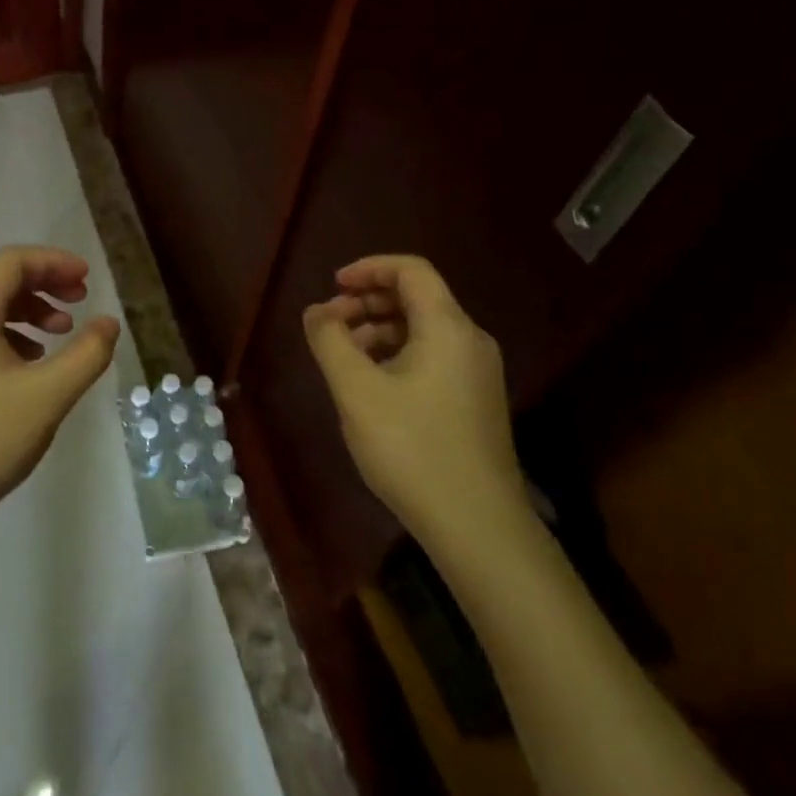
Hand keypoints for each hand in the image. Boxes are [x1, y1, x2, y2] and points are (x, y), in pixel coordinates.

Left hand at [0, 246, 119, 553]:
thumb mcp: (47, 396)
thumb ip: (86, 354)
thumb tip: (108, 322)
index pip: (12, 262)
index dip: (54, 262)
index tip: (87, 279)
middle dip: (44, 282)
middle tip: (80, 300)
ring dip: (29, 309)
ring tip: (62, 333)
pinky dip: (10, 333)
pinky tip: (32, 363)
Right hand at [302, 255, 526, 556]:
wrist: (478, 527)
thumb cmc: (413, 448)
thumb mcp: (356, 390)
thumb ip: (330, 340)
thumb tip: (317, 311)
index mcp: (448, 327)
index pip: (411, 270)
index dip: (368, 268)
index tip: (333, 286)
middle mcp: (469, 340)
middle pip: (417, 297)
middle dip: (368, 301)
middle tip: (330, 324)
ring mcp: (477, 373)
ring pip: (423, 329)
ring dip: (379, 329)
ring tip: (343, 356)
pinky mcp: (474, 401)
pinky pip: (432, 356)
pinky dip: (397, 354)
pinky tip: (370, 384)